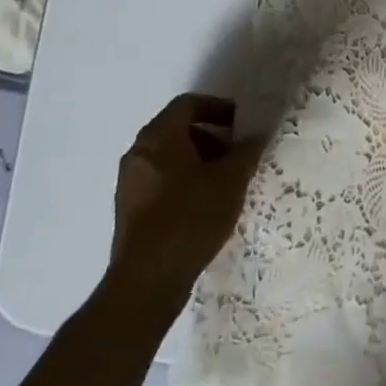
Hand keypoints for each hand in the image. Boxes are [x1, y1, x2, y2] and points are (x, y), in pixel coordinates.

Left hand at [108, 94, 264, 302]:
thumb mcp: (230, 181)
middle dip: (211, 136)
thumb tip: (255, 135)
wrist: (146, 282)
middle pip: (177, 129)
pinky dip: (183, 180)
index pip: (188, 104)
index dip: (217, 107)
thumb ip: (246, 151)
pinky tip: (204, 205)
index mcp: (159, 137)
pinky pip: (160, 180)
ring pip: (168, 156)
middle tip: (236, 153)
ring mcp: (129, 182)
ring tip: (224, 182)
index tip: (241, 123)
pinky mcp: (129, 210)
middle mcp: (138, 153)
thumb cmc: (190, 218)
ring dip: (198, 160)